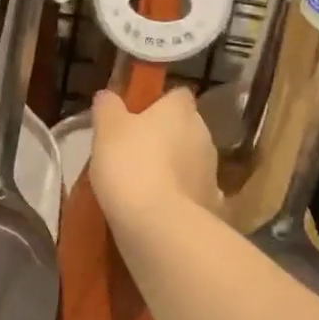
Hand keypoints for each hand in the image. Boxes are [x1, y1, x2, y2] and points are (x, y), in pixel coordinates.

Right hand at [89, 88, 220, 232]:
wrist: (158, 224)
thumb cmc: (130, 164)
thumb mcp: (106, 130)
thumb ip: (107, 108)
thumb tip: (108, 96)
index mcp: (180, 111)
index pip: (177, 95)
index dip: (158, 103)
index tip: (137, 116)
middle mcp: (204, 135)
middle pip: (185, 128)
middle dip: (166, 137)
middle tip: (134, 152)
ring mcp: (212, 172)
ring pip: (190, 162)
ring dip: (173, 169)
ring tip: (142, 185)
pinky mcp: (212, 205)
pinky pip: (192, 194)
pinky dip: (179, 198)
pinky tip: (158, 210)